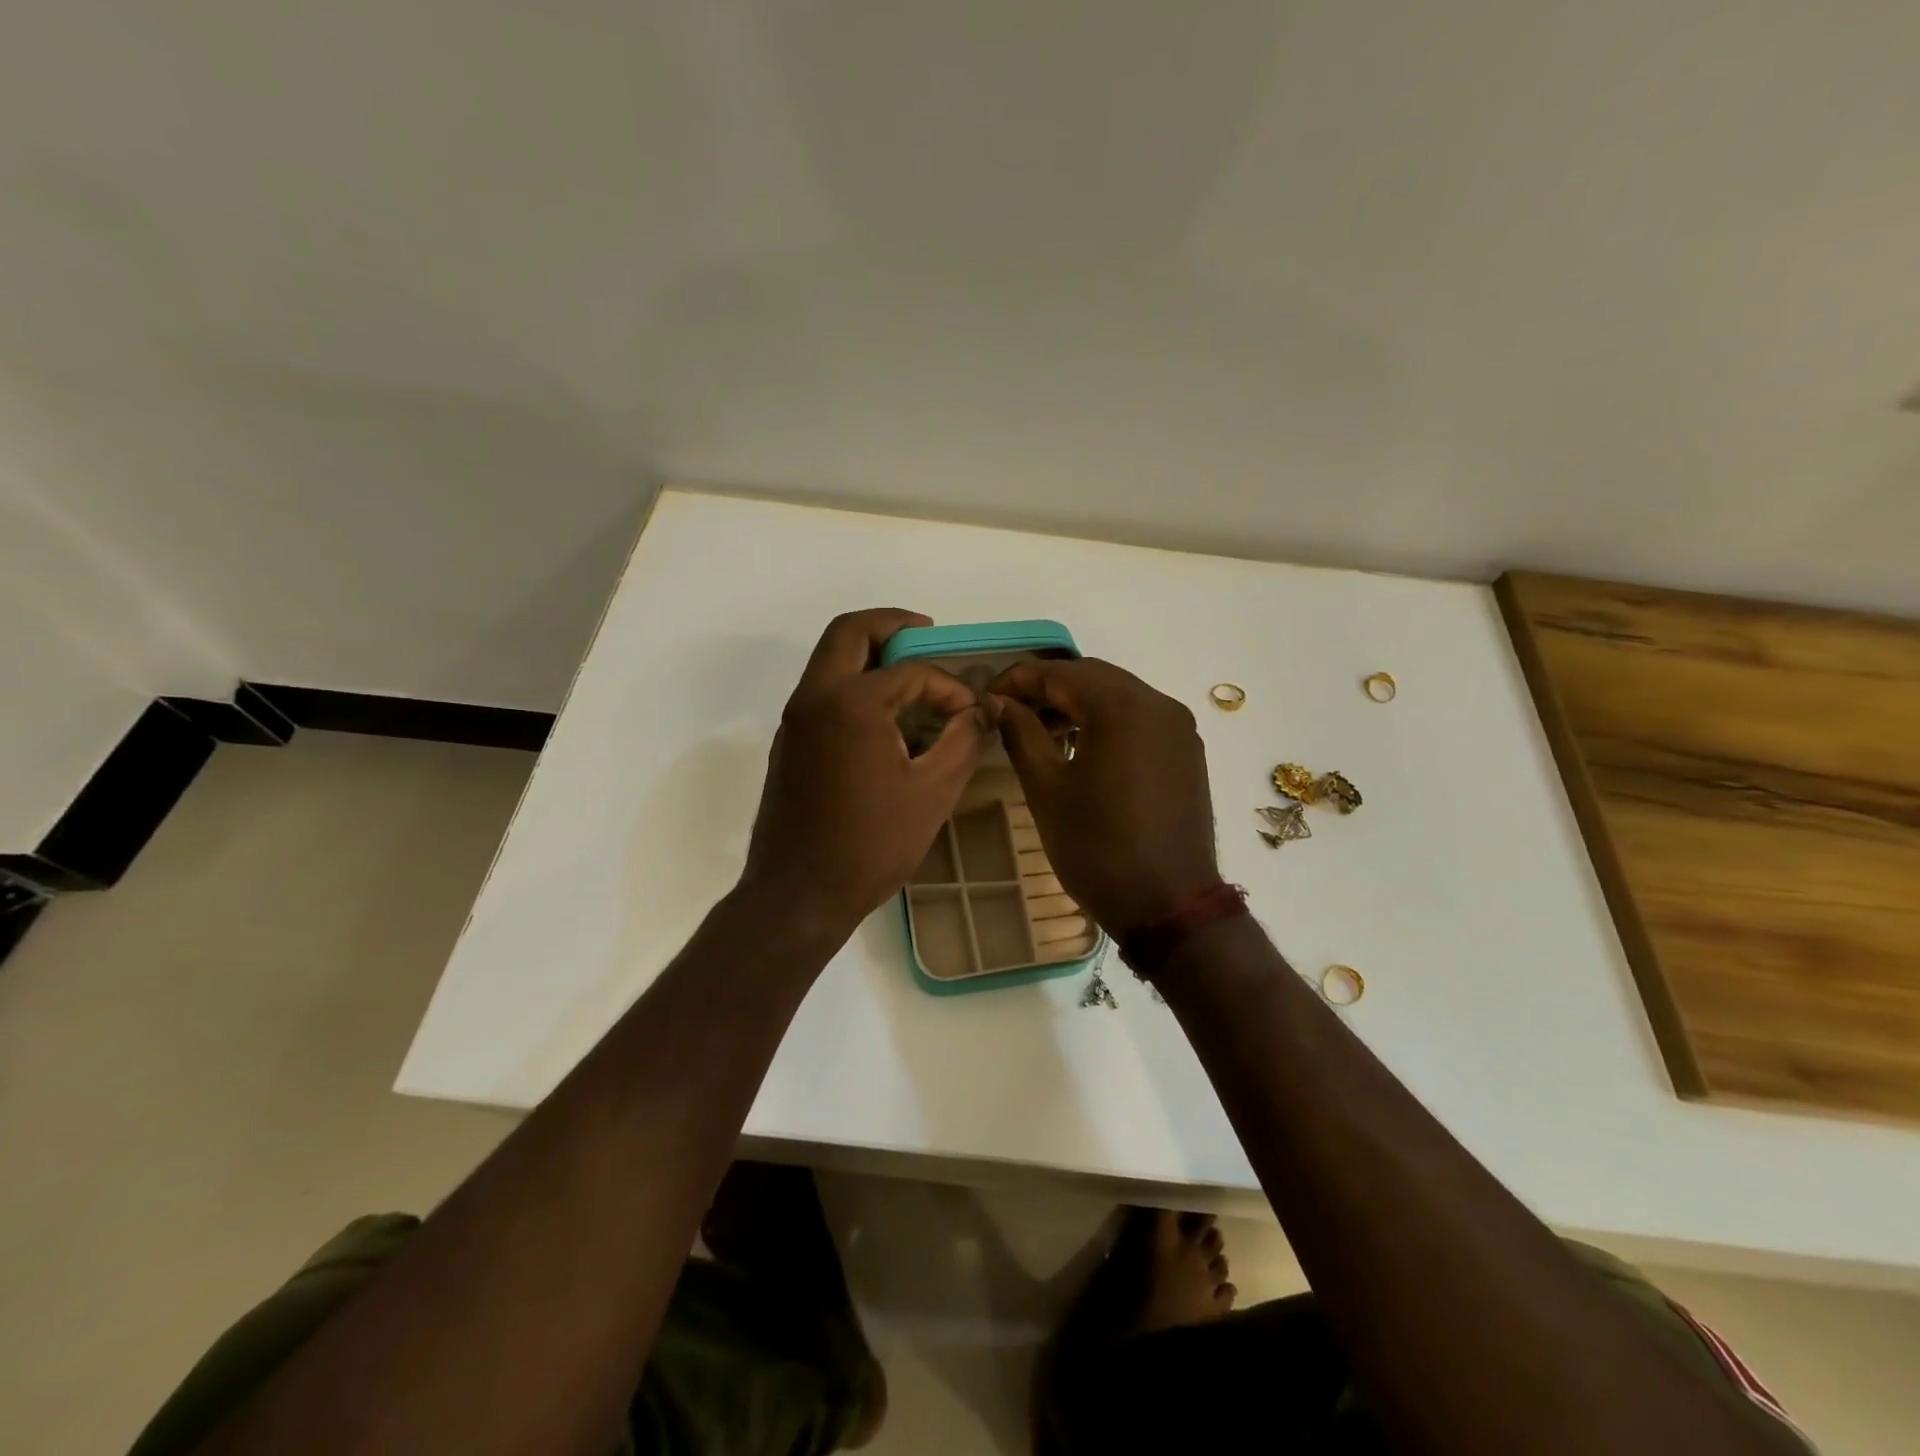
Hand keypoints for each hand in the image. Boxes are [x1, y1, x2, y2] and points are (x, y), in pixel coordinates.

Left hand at [742, 610, 987, 940]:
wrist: (798, 895)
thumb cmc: (871, 845)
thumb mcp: (933, 792)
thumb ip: (962, 739)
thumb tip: (979, 711)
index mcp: (850, 703)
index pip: (911, 672)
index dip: (949, 686)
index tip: (972, 713)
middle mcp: (814, 698)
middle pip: (850, 633)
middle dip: (892, 625)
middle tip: (926, 634)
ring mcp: (794, 720)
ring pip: (830, 660)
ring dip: (870, 654)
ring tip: (913, 675)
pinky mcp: (789, 743)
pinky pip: (823, 692)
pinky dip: (854, 684)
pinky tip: (887, 717)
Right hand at [991, 658, 1219, 937]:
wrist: (1169, 906)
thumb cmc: (1097, 849)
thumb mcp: (1047, 790)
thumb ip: (1021, 734)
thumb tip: (999, 702)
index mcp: (1122, 708)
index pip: (1060, 673)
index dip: (1019, 679)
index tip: (988, 696)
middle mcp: (1158, 703)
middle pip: (1093, 676)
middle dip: (1049, 688)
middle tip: (1011, 712)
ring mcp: (1179, 727)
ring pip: (1118, 695)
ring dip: (1078, 703)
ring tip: (1042, 732)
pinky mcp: (1187, 750)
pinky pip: (1140, 717)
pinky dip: (1107, 720)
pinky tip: (1082, 746)